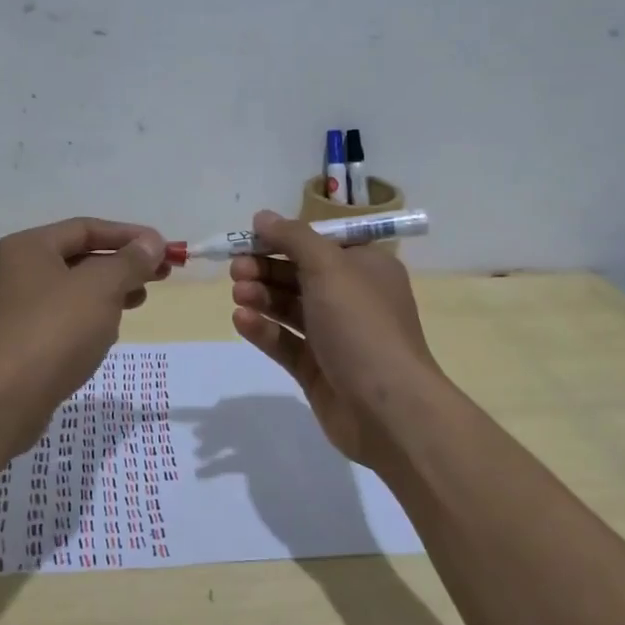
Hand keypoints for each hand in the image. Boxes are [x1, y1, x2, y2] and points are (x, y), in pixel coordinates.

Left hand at [0, 217, 169, 443]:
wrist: (3, 400)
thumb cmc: (54, 330)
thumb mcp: (101, 287)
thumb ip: (130, 261)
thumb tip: (152, 242)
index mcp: (28, 247)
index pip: (86, 228)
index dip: (129, 235)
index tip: (164, 249)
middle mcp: (16, 272)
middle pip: (80, 258)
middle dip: (122, 265)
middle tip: (160, 276)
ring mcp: (15, 310)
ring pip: (73, 291)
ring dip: (109, 292)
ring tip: (139, 301)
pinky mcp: (20, 344)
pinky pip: (63, 320)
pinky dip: (90, 319)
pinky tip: (108, 334)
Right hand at [229, 210, 443, 468]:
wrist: (388, 408)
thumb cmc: (361, 324)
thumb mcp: (329, 267)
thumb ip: (293, 238)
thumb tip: (263, 217)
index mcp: (365, 268)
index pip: (320, 243)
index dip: (284, 238)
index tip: (250, 238)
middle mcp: (352, 298)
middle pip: (300, 274)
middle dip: (266, 268)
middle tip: (236, 269)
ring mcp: (334, 336)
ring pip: (289, 308)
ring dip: (262, 296)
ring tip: (238, 294)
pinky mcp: (317, 369)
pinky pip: (285, 342)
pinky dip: (264, 329)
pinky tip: (242, 321)